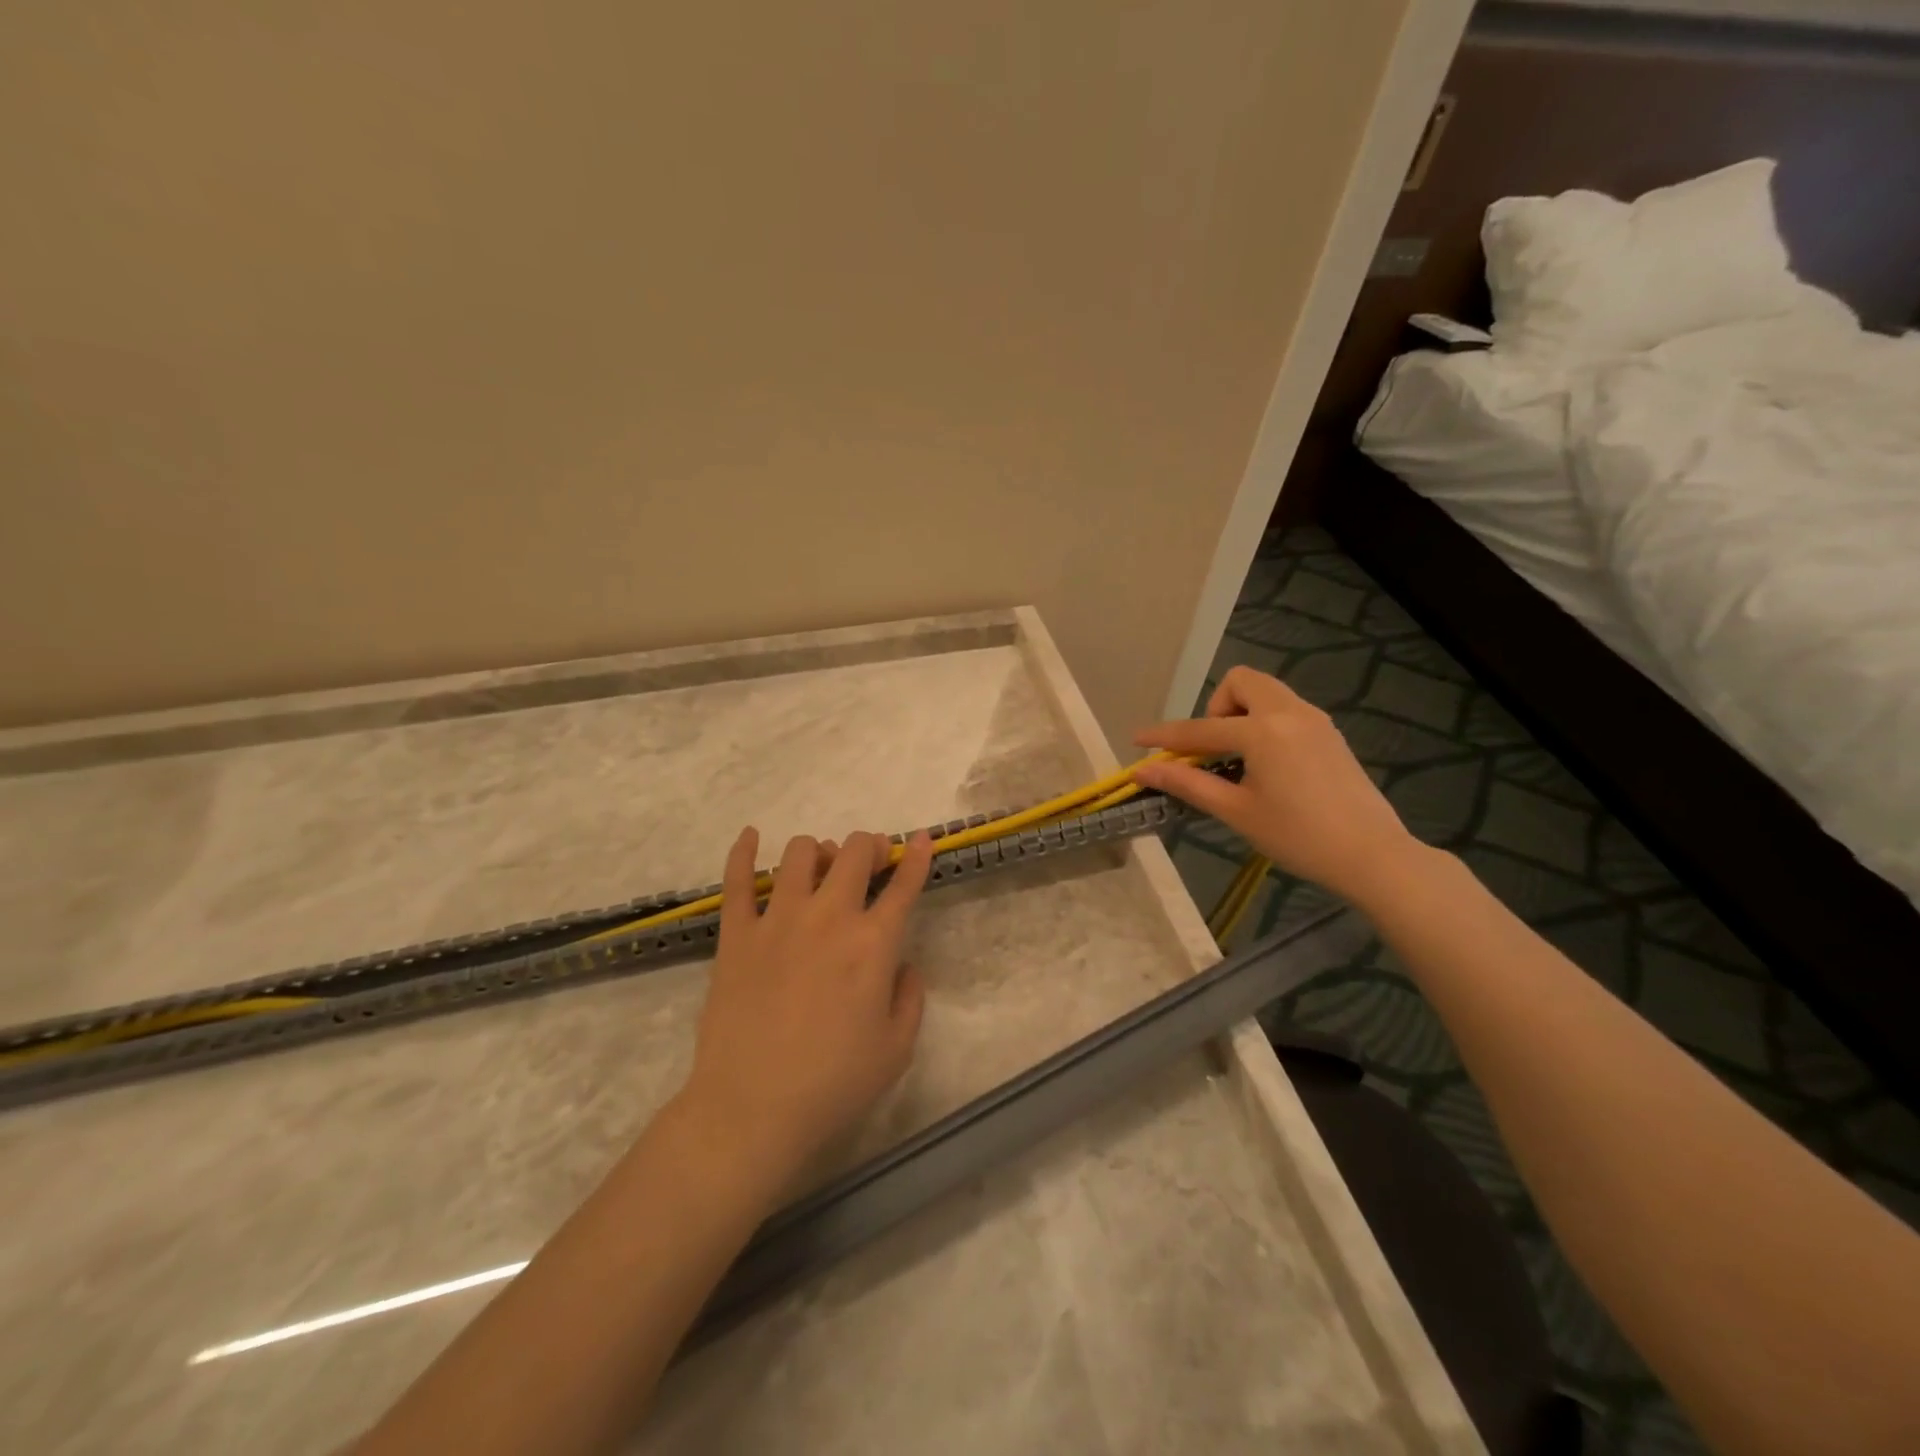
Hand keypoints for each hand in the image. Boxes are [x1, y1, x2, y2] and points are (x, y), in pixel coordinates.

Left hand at [677, 827, 934, 1192]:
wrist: (752, 1109)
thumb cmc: (834, 1084)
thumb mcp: (897, 1049)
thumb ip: (910, 997)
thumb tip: (903, 963)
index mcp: (873, 943)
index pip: (903, 885)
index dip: (916, 856)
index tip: (919, 839)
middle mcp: (828, 917)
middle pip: (853, 852)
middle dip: (869, 846)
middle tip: (871, 861)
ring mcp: (778, 920)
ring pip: (799, 854)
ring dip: (819, 852)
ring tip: (821, 869)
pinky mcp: (736, 933)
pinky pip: (737, 879)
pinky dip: (743, 851)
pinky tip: (750, 836)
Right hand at [1132, 667, 1422, 904]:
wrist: (1373, 855)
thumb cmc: (1298, 836)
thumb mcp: (1237, 811)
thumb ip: (1188, 783)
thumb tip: (1144, 770)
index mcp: (1262, 731)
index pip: (1199, 729)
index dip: (1164, 736)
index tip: (1137, 739)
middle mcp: (1289, 712)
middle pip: (1241, 682)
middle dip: (1215, 708)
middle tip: (1211, 749)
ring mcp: (1315, 720)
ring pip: (1267, 692)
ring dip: (1240, 713)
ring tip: (1236, 758)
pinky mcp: (1329, 733)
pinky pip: (1286, 709)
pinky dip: (1264, 722)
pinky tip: (1266, 764)